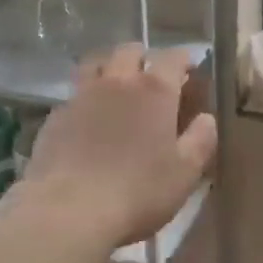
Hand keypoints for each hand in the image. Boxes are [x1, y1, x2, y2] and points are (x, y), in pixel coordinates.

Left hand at [20, 43, 217, 248]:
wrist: (68, 211)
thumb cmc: (138, 192)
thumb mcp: (185, 173)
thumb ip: (201, 139)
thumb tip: (206, 118)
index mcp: (155, 90)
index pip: (173, 57)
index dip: (184, 60)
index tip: (189, 71)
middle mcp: (118, 81)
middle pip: (130, 51)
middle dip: (144, 58)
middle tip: (151, 78)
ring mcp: (82, 95)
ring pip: (96, 63)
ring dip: (110, 67)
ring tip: (116, 86)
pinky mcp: (56, 115)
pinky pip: (74, 93)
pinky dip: (85, 98)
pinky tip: (87, 119)